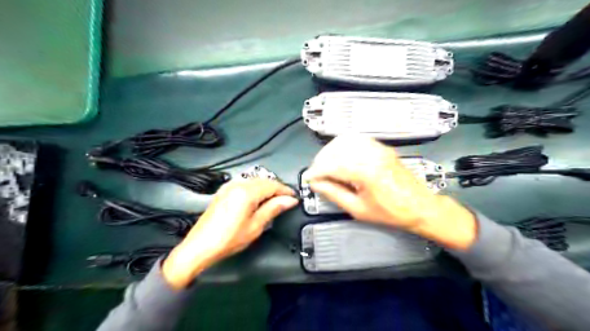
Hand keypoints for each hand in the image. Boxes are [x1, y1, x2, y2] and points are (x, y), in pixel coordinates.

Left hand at [163, 177, 296, 288]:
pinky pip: (244, 184)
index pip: (272, 185)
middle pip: (264, 181)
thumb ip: (273, 209)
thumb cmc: (228, 239)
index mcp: (247, 192)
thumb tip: (289, 200)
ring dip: (266, 187)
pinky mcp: (224, 191)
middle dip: (277, 188)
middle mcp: (237, 184)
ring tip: (275, 200)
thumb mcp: (255, 226)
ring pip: (254, 181)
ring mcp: (229, 187)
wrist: (200, 247)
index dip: (285, 190)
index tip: (294, 197)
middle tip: (286, 200)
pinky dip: (255, 188)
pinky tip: (258, 198)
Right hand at [307, 135, 475, 250]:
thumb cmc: (391, 212)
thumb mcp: (358, 209)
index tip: (308, 179)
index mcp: (365, 171)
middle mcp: (371, 154)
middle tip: (316, 174)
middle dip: (321, 160)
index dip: (316, 172)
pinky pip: (357, 139)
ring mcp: (378, 148)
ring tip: (325, 165)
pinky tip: (339, 156)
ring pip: (345, 140)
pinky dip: (343, 145)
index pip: (331, 165)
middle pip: (336, 149)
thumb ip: (334, 194)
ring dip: (330, 151)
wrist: (420, 206)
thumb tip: (317, 184)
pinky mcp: (381, 147)